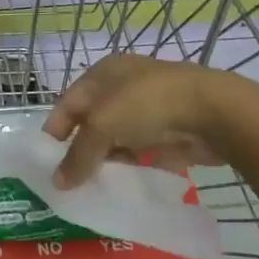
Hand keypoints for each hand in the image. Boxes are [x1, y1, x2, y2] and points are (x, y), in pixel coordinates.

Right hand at [43, 53, 258, 196]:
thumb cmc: (146, 104)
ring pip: (118, 137)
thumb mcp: (102, 126)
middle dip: (81, 147)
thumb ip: (78, 155)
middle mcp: (123, 85)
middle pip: (93, 120)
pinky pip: (142, 150)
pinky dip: (132, 165)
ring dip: (107, 159)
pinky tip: (124, 184)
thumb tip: (58, 183)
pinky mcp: (170, 130)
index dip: (56, 128)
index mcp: (103, 72)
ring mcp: (149, 107)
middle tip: (69, 178)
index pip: (69, 101)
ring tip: (94, 186)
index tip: (46, 159)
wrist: (212, 111)